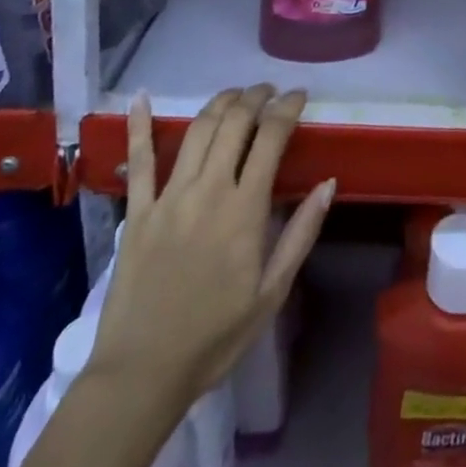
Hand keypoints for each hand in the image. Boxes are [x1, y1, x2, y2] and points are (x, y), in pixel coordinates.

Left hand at [92, 89, 335, 403]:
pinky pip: (139, 161)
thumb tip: (328, 182)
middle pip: (234, 122)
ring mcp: (169, 197)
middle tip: (269, 91)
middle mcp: (208, 190)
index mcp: (244, 209)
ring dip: (220, 102)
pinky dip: (139, 125)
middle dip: (256, 97)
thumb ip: (301, 233)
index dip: (287, 108)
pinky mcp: (138, 211)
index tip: (299, 95)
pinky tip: (140, 98)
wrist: (142, 375)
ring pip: (197, 130)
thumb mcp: (272, 293)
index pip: (270, 137)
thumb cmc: (215, 337)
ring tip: (236, 94)